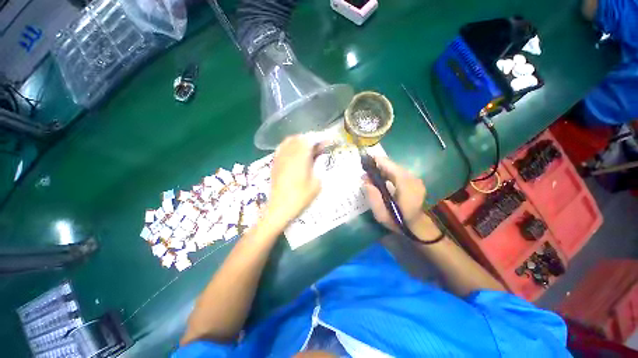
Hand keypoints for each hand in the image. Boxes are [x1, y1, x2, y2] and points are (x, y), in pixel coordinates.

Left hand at [266, 135, 321, 224]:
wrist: (280, 207)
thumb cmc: (301, 196)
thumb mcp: (317, 182)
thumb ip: (319, 166)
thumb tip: (319, 156)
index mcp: (300, 157)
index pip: (310, 139)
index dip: (320, 139)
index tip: (328, 142)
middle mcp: (289, 153)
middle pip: (300, 138)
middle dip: (311, 140)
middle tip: (319, 147)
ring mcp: (280, 157)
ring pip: (290, 141)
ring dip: (301, 142)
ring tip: (308, 150)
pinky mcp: (275, 162)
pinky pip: (283, 148)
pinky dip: (291, 147)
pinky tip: (296, 155)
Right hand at [363, 157, 440, 239]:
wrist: (417, 227)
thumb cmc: (398, 221)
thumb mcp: (381, 214)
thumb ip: (373, 197)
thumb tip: (365, 181)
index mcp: (406, 185)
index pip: (390, 166)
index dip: (377, 161)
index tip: (365, 161)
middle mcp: (413, 179)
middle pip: (393, 165)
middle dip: (378, 166)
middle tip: (366, 173)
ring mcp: (416, 179)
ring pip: (396, 168)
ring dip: (383, 170)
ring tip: (371, 176)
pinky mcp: (415, 181)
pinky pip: (399, 172)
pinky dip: (389, 173)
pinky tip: (382, 179)